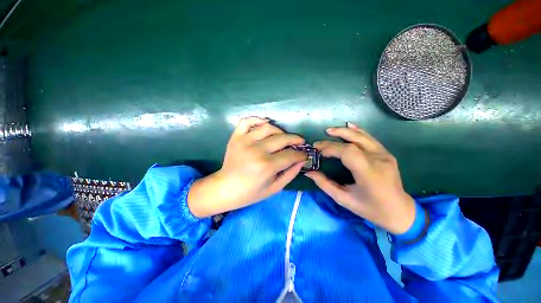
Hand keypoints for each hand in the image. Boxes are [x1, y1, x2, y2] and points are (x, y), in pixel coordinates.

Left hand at [188, 117, 306, 217]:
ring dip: (280, 131)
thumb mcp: (274, 188)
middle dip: (295, 140)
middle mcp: (257, 150)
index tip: (304, 154)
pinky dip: (257, 119)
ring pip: (268, 128)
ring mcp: (245, 141)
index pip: (291, 154)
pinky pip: (247, 121)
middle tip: (300, 142)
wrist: (225, 188)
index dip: (301, 154)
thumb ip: (291, 173)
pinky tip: (266, 123)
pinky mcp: (236, 137)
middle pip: (282, 139)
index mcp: (267, 166)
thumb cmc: (250, 192)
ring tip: (284, 137)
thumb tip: (302, 160)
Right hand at [305, 122, 416, 234]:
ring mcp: (384, 155)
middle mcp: (379, 160)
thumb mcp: (344, 199)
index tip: (317, 151)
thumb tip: (309, 172)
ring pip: (362, 136)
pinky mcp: (386, 153)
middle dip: (333, 140)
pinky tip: (348, 126)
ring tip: (329, 131)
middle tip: (318, 142)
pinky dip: (357, 131)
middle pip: (353, 142)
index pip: (347, 152)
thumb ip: (324, 184)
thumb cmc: (370, 209)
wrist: (400, 211)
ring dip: (344, 131)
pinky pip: (370, 138)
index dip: (330, 148)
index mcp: (369, 173)